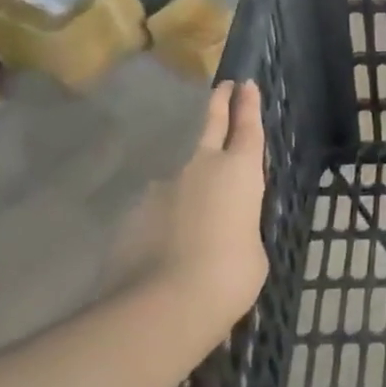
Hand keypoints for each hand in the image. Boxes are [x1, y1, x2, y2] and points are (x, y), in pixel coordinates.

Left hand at [156, 80, 269, 340]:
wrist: (164, 303)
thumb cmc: (229, 275)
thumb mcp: (252, 250)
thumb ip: (240, 228)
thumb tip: (224, 230)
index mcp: (240, 172)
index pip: (248, 127)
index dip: (249, 105)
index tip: (246, 83)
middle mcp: (202, 168)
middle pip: (211, 125)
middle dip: (219, 104)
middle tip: (223, 87)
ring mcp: (163, 188)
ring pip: (181, 177)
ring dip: (189, 187)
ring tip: (196, 220)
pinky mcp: (133, 214)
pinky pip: (156, 211)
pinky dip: (164, 221)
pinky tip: (167, 248)